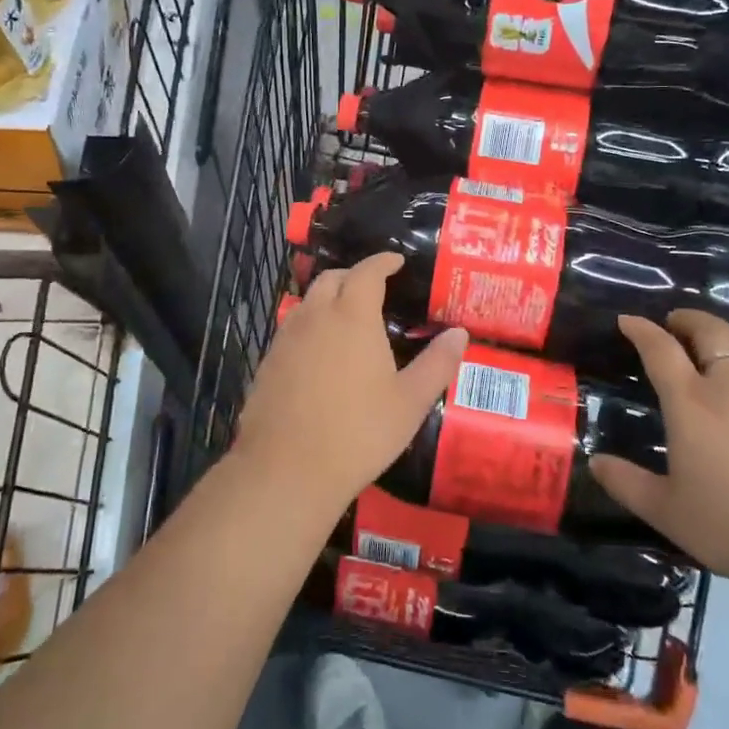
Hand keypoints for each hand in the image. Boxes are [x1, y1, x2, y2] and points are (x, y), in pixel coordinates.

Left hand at [233, 253, 467, 513]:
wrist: (287, 468)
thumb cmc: (359, 431)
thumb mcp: (410, 401)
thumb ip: (438, 363)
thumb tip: (460, 333)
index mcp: (352, 315)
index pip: (367, 271)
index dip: (382, 261)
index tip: (396, 261)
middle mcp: (316, 315)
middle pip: (332, 278)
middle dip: (354, 275)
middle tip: (374, 288)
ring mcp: (286, 337)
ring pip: (308, 302)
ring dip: (329, 298)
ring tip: (348, 318)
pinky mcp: (268, 361)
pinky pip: (293, 328)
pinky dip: (311, 325)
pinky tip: (321, 353)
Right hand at [590, 311, 728, 597]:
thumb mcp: (666, 511)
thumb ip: (626, 483)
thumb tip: (595, 462)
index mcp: (691, 402)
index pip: (660, 349)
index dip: (641, 329)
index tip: (627, 320)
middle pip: (711, 333)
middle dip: (689, 320)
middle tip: (675, 322)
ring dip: (728, 336)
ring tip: (717, 340)